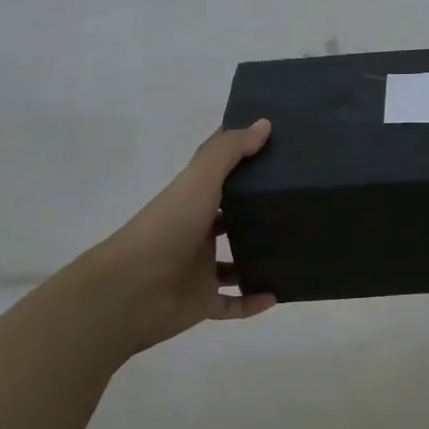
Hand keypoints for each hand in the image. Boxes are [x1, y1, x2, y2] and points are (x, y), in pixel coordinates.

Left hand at [100, 119, 275, 352]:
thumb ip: (229, 152)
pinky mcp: (201, 302)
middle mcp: (195, 233)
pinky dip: (252, 302)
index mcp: (192, 202)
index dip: (244, 166)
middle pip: (229, 221)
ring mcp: (197, 270)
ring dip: (258, 260)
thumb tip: (264, 124)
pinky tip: (277, 295)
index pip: (220, 179)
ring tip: (294, 252)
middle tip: (297, 208)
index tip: (279, 157)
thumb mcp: (199, 181)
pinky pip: (232, 304)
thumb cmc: (166, 228)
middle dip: (256, 216)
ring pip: (233, 264)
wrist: (130, 290)